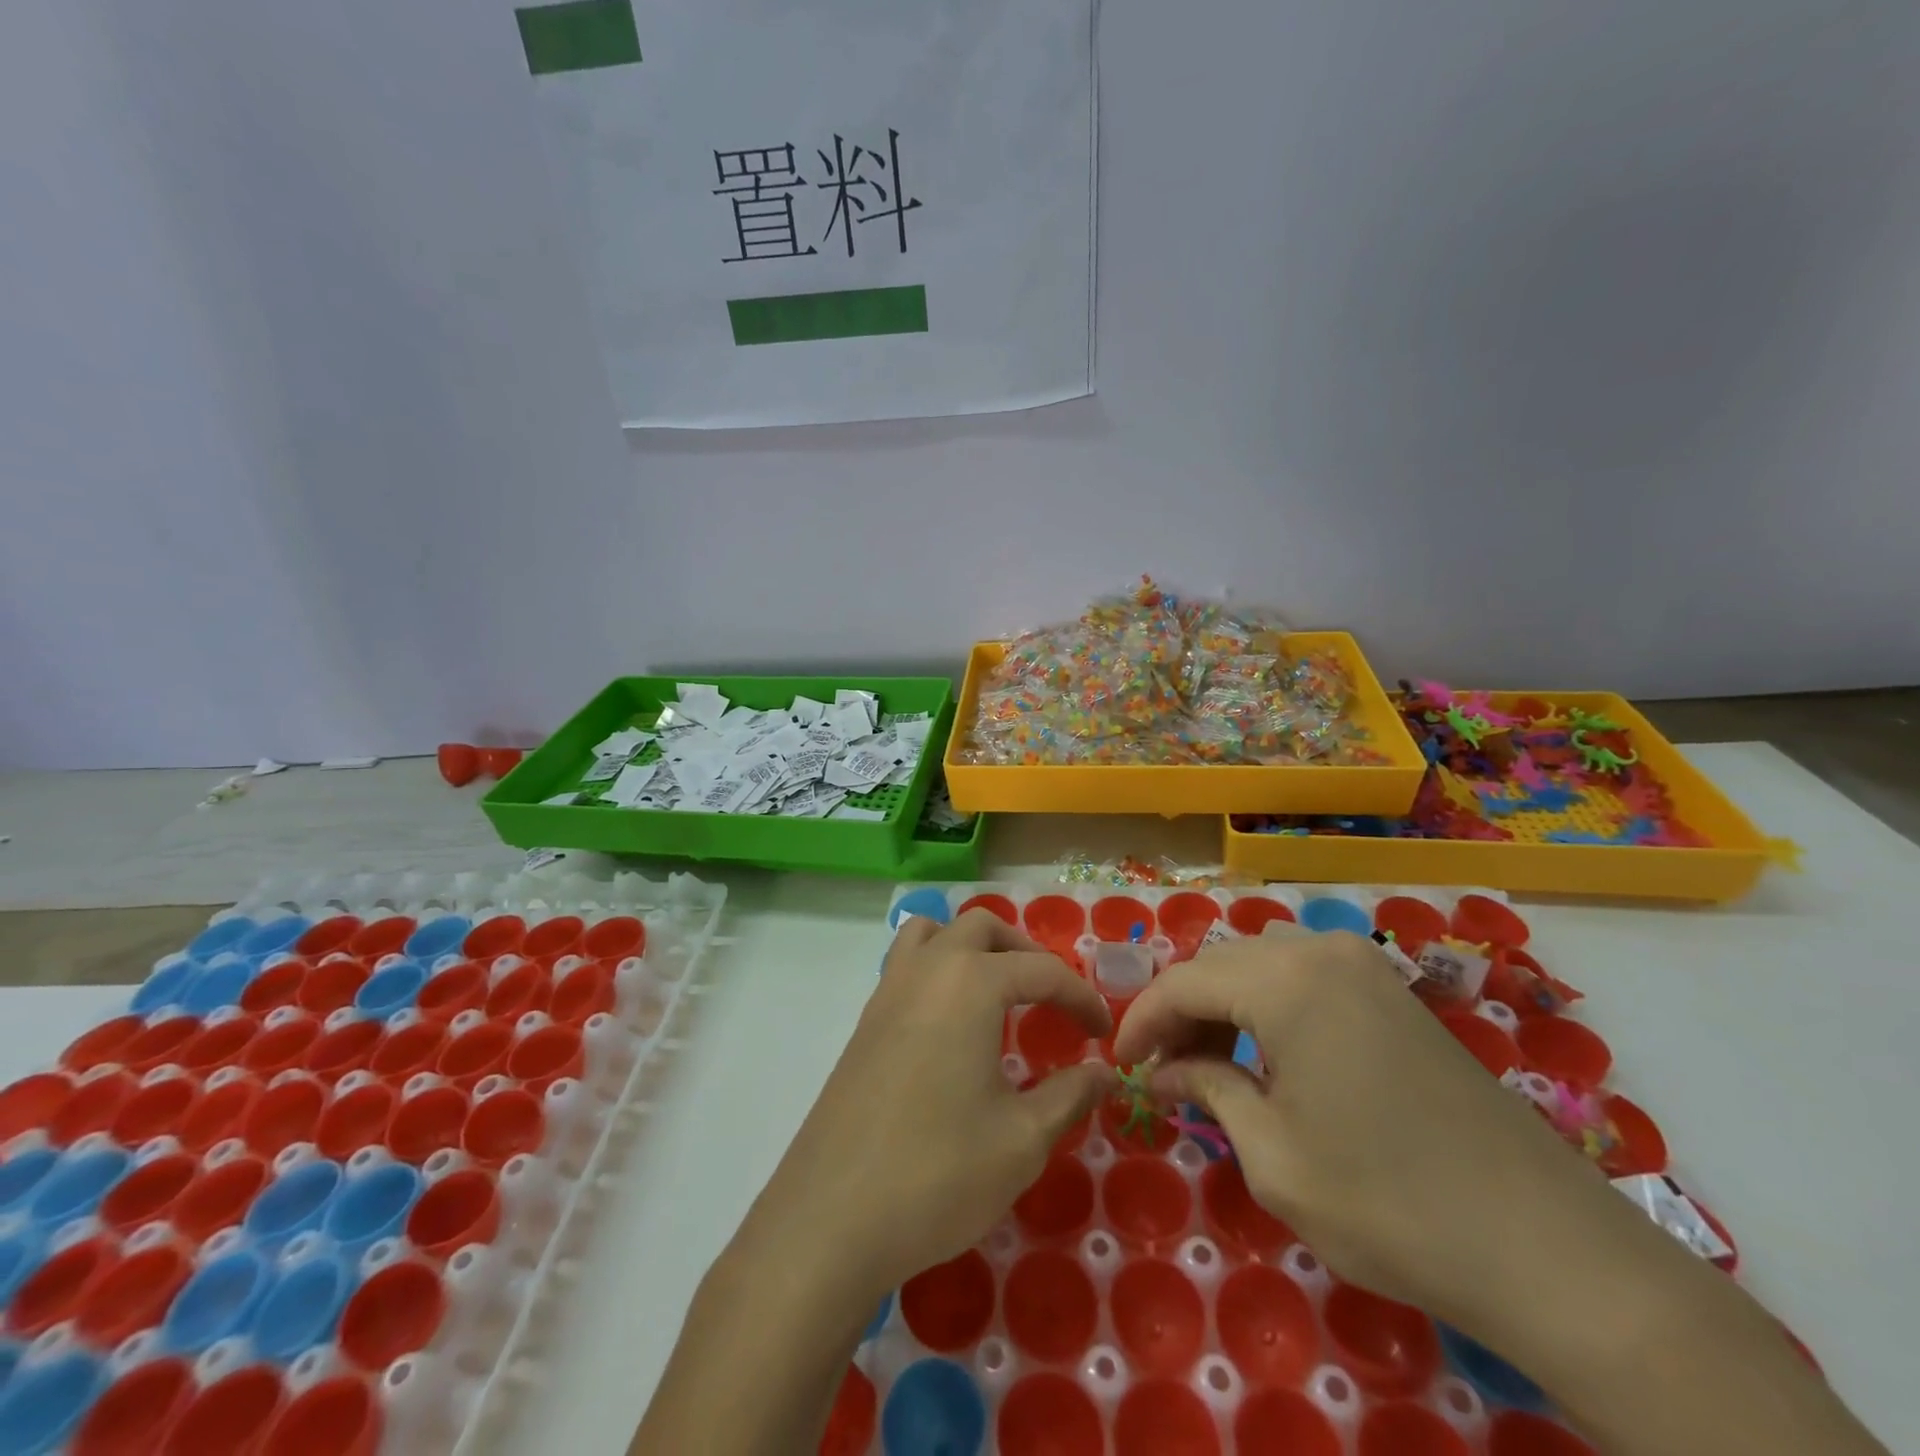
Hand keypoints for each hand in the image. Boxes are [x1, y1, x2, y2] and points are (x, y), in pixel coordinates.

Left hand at [743, 909, 1115, 1304]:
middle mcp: (926, 971)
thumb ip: (1069, 1095)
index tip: (1103, 1034)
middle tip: (1051, 999)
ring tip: (998, 994)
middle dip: (1024, 953)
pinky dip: (938, 971)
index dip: (1081, 998)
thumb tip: (1102, 1072)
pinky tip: (952, 1027)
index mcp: (969, 984)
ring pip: (932, 934)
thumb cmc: (938, 1172)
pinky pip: (906, 967)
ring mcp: (886, 993)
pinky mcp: (864, 1024)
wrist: (831, 1218)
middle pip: (981, 929)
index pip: (1041, 971)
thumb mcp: (1022, 1140)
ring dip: (971, 948)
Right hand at [1113, 926, 1601, 1320]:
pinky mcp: (1393, 992)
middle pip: (1221, 965)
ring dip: (1223, 1007)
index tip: (1119, 1064)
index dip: (1142, 1021)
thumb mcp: (1273, 1156)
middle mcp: (1322, 951)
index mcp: (1286, 980)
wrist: (1549, 1249)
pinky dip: (1268, 1007)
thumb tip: (1166, 1072)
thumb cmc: (1390, 1204)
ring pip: (1260, 965)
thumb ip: (1208, 1091)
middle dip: (1181, 1012)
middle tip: (1162, 1069)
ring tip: (1208, 1065)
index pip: (1184, 983)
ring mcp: (1366, 966)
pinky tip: (1266, 1056)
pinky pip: (1304, 978)